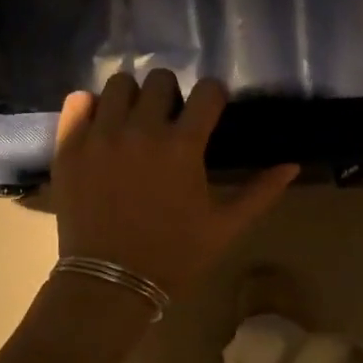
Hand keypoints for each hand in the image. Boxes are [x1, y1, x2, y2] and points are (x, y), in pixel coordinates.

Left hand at [51, 70, 298, 298]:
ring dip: (132, 97)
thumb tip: (292, 165)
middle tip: (171, 119)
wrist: (111, 283)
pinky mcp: (69, 147)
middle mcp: (141, 130)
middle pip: (160, 79)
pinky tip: (100, 126)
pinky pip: (77, 102)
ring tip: (134, 121)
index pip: (207, 91)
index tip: (211, 110)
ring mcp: (100, 135)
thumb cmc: (174, 255)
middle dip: (172, 94)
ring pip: (118, 84)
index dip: (214, 97)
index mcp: (183, 146)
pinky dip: (90, 107)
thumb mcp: (225, 227)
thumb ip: (260, 192)